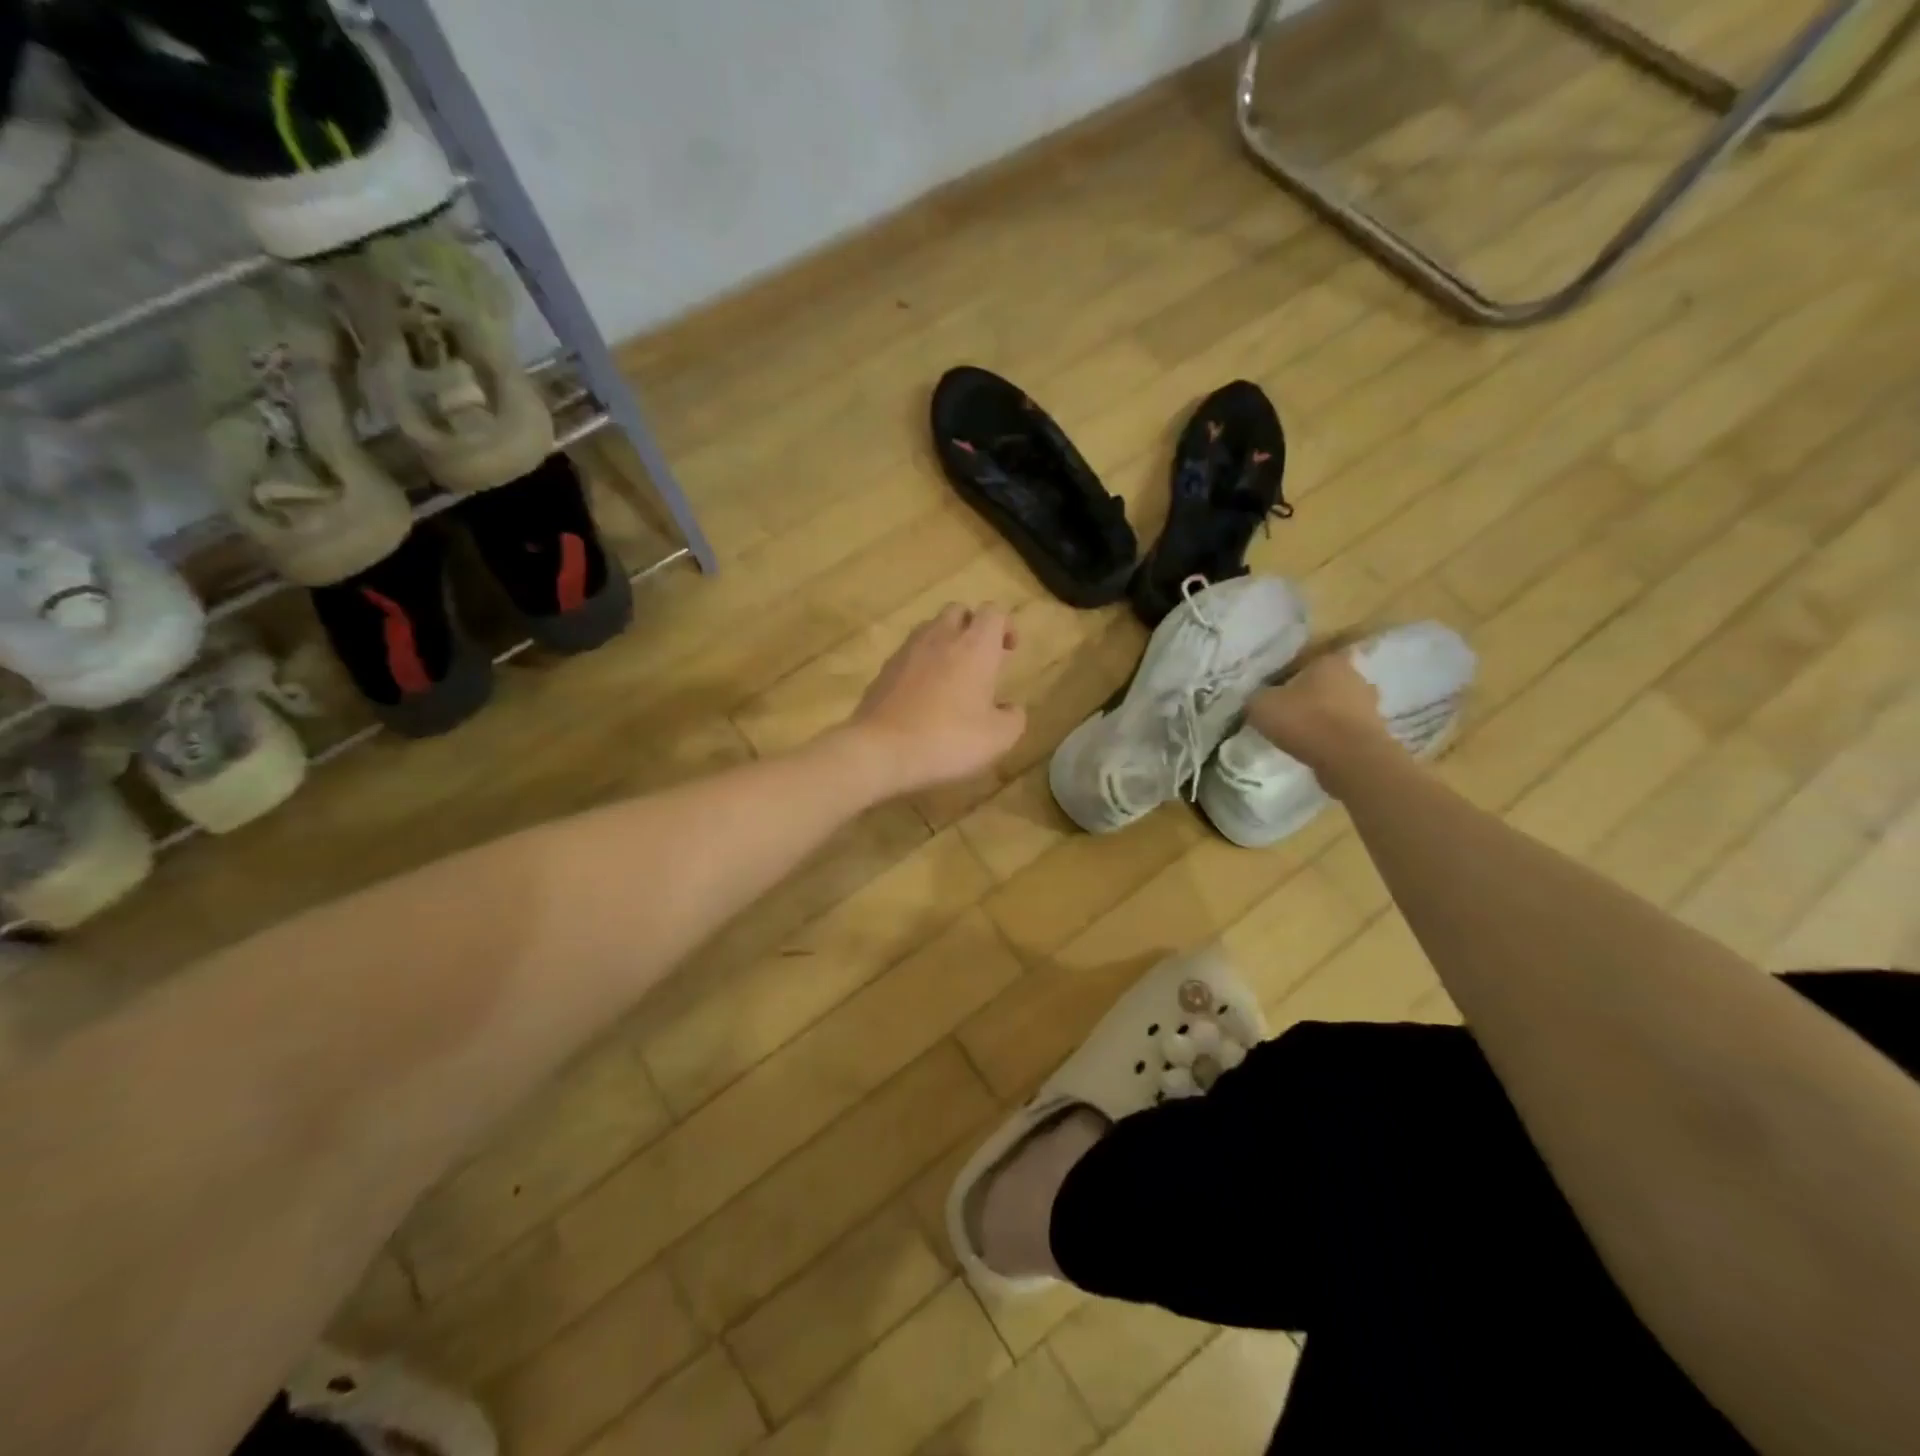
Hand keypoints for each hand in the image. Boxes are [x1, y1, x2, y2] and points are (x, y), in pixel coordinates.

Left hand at [846, 604, 1026, 796]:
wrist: (881, 749)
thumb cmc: (948, 739)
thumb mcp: (998, 738)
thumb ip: (1013, 718)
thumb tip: (1009, 708)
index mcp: (975, 646)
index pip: (993, 612)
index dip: (1004, 625)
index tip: (1009, 650)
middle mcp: (941, 637)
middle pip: (958, 611)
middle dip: (972, 627)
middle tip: (980, 659)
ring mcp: (908, 650)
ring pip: (931, 628)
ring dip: (945, 642)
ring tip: (952, 675)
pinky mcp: (885, 669)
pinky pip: (909, 653)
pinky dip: (922, 663)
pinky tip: (924, 693)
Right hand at [1245, 648, 1397, 788]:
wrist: (1350, 759)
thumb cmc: (1305, 720)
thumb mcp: (1261, 705)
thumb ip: (1257, 698)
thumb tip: (1257, 699)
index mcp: (1329, 660)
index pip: (1308, 659)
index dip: (1291, 673)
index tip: (1277, 689)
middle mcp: (1355, 676)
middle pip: (1327, 682)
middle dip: (1311, 694)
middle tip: (1288, 711)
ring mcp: (1370, 705)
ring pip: (1340, 706)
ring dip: (1325, 717)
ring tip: (1302, 734)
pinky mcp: (1376, 732)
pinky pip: (1347, 729)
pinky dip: (1334, 737)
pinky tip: (1317, 748)